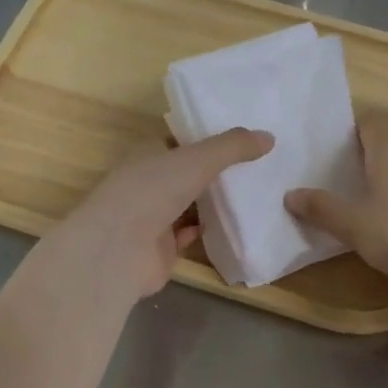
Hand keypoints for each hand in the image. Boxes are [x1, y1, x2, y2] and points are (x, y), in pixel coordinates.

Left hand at [47, 128, 273, 299]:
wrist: (117, 250)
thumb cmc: (151, 191)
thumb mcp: (197, 159)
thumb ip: (233, 147)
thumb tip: (269, 137)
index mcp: (148, 154)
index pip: (182, 140)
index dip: (210, 137)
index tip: (244, 137)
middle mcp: (148, 182)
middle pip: (188, 173)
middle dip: (218, 170)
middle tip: (259, 164)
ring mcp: (153, 217)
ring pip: (191, 204)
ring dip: (216, 201)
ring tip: (256, 191)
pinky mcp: (162, 248)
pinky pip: (192, 233)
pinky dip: (211, 229)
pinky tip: (238, 223)